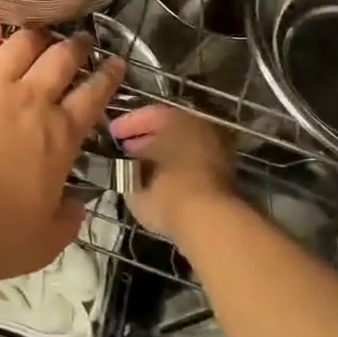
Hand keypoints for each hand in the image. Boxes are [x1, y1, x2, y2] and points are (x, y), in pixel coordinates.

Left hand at [0, 23, 124, 285]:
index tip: (116, 63)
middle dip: (77, 45)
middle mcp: (29, 101)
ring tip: (42, 30)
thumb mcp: (43, 242)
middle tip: (82, 39)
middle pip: (60, 59)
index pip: (93, 96)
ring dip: (36, 34)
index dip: (108, 76)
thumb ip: (66, 220)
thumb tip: (76, 205)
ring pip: (20, 45)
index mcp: (59, 136)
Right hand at [108, 104, 237, 240]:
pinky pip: (191, 167)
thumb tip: (126, 163)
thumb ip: (128, 164)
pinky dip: (175, 172)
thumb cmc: (166, 189)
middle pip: (169, 130)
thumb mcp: (134, 175)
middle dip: (145, 140)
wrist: (209, 222)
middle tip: (124, 150)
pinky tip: (158, 185)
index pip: (149, 114)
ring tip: (139, 170)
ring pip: (181, 149)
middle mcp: (202, 129)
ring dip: (161, 157)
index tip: (111, 134)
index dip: (127, 124)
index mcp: (180, 119)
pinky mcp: (225, 179)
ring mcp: (217, 153)